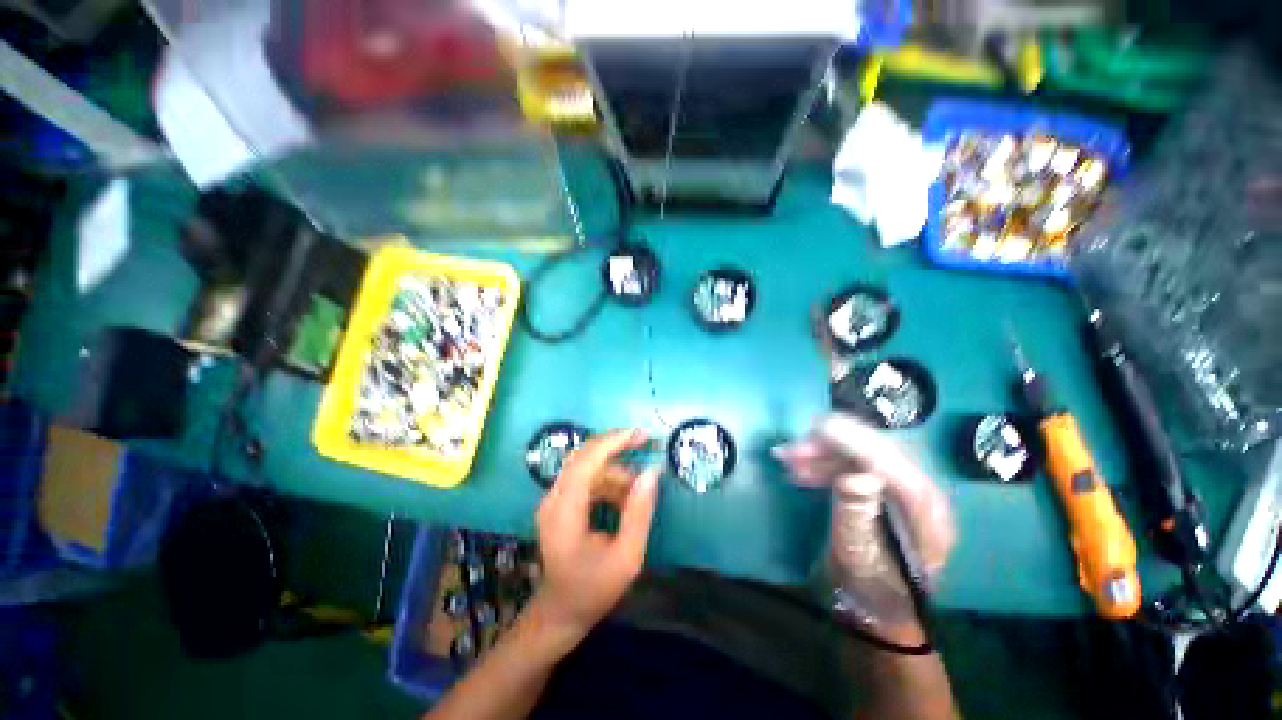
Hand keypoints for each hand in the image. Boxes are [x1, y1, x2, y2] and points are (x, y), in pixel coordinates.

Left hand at [533, 429, 659, 641]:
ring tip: (638, 491)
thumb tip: (652, 472)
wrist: (560, 612)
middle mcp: (553, 499)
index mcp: (565, 512)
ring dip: (614, 470)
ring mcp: (554, 499)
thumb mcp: (627, 557)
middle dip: (615, 445)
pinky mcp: (559, 502)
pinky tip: (623, 499)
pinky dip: (607, 481)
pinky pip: (585, 478)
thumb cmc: (594, 590)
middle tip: (644, 441)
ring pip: (586, 465)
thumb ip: (639, 513)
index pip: (586, 461)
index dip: (613, 442)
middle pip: (583, 455)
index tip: (640, 434)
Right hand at [775, 415, 955, 639]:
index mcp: (925, 510)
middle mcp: (919, 491)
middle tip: (788, 452)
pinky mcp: (881, 490)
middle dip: (827, 444)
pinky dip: (822, 464)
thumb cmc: (871, 591)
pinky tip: (800, 471)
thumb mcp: (860, 559)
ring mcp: (900, 489)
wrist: (878, 611)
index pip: (889, 461)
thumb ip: (857, 515)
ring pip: (857, 454)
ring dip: (820, 453)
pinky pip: (850, 465)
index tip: (816, 429)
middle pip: (873, 450)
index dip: (852, 441)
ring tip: (786, 459)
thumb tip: (857, 475)